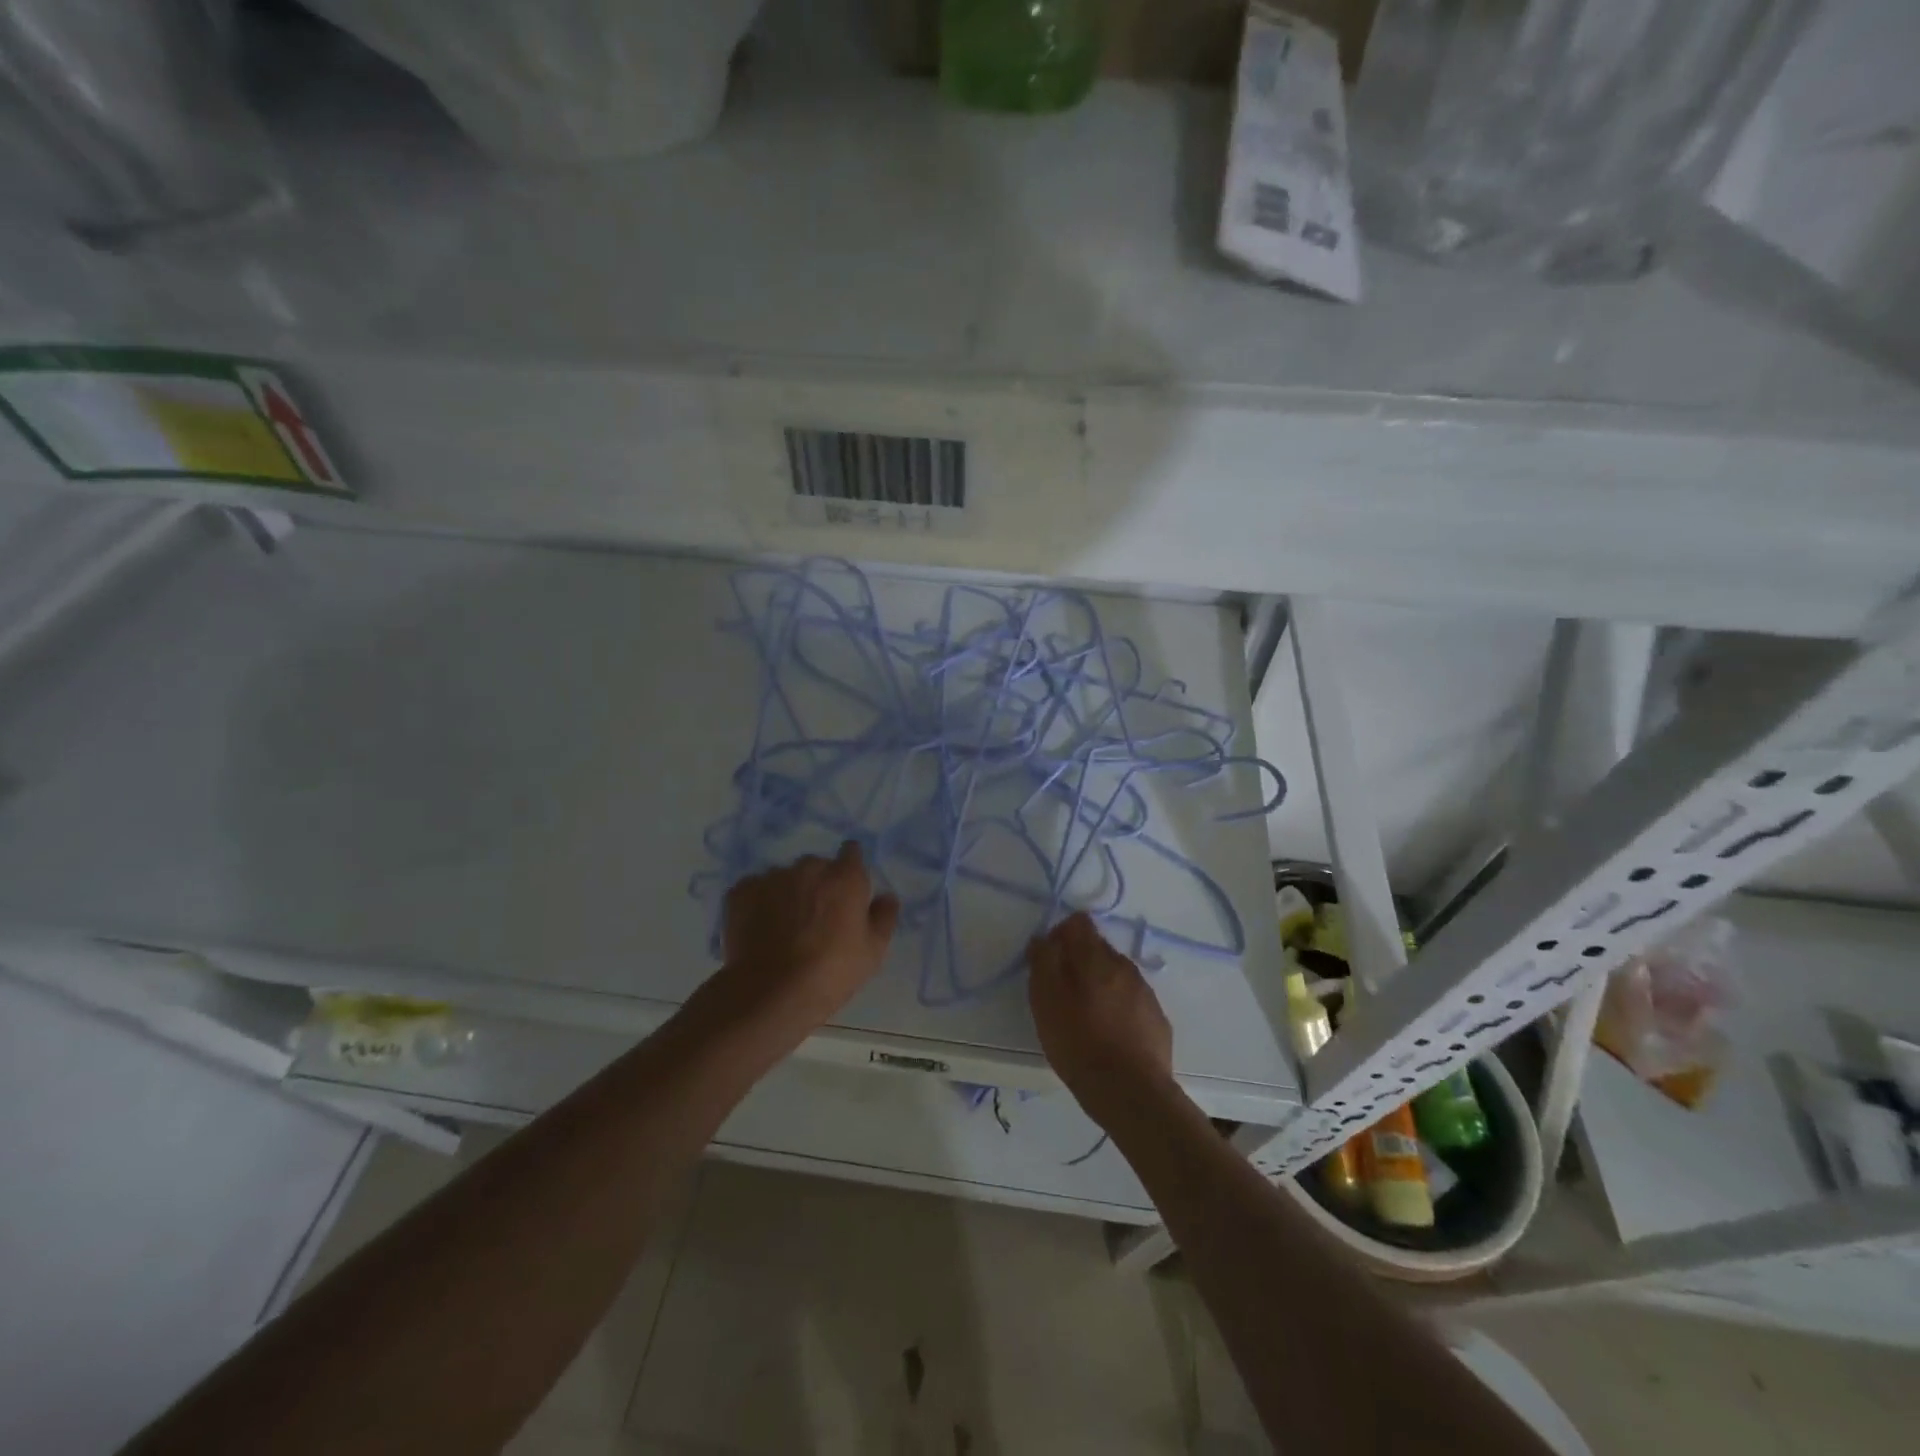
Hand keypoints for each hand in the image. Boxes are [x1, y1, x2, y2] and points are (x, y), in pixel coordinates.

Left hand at [718, 841, 899, 1031]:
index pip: (851, 852)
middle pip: (817, 867)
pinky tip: (760, 930)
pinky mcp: (741, 891)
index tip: (847, 891)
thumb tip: (886, 896)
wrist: (771, 992)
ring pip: (784, 878)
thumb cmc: (831, 972)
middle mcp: (809, 867)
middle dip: (818, 885)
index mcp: (845, 877)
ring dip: (787, 893)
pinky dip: (759, 904)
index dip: (850, 869)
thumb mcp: (873, 952)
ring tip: (783, 929)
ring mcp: (772, 877)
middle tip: (815, 918)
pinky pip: (755, 890)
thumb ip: (884, 917)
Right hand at [1027, 913, 1175, 1126]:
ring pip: (1116, 975)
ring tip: (1087, 1019)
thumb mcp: (1045, 1001)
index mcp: (1096, 957)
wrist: (1131, 1093)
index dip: (1060, 935)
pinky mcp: (1157, 1019)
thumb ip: (1043, 962)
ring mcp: (1145, 992)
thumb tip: (1043, 939)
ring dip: (1100, 986)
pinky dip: (1119, 1008)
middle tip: (1063, 995)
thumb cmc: (1079, 1043)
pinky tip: (1110, 1036)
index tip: (1049, 961)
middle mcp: (1124, 966)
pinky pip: (1132, 1001)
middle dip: (1079, 962)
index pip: (1079, 923)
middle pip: (1098, 948)